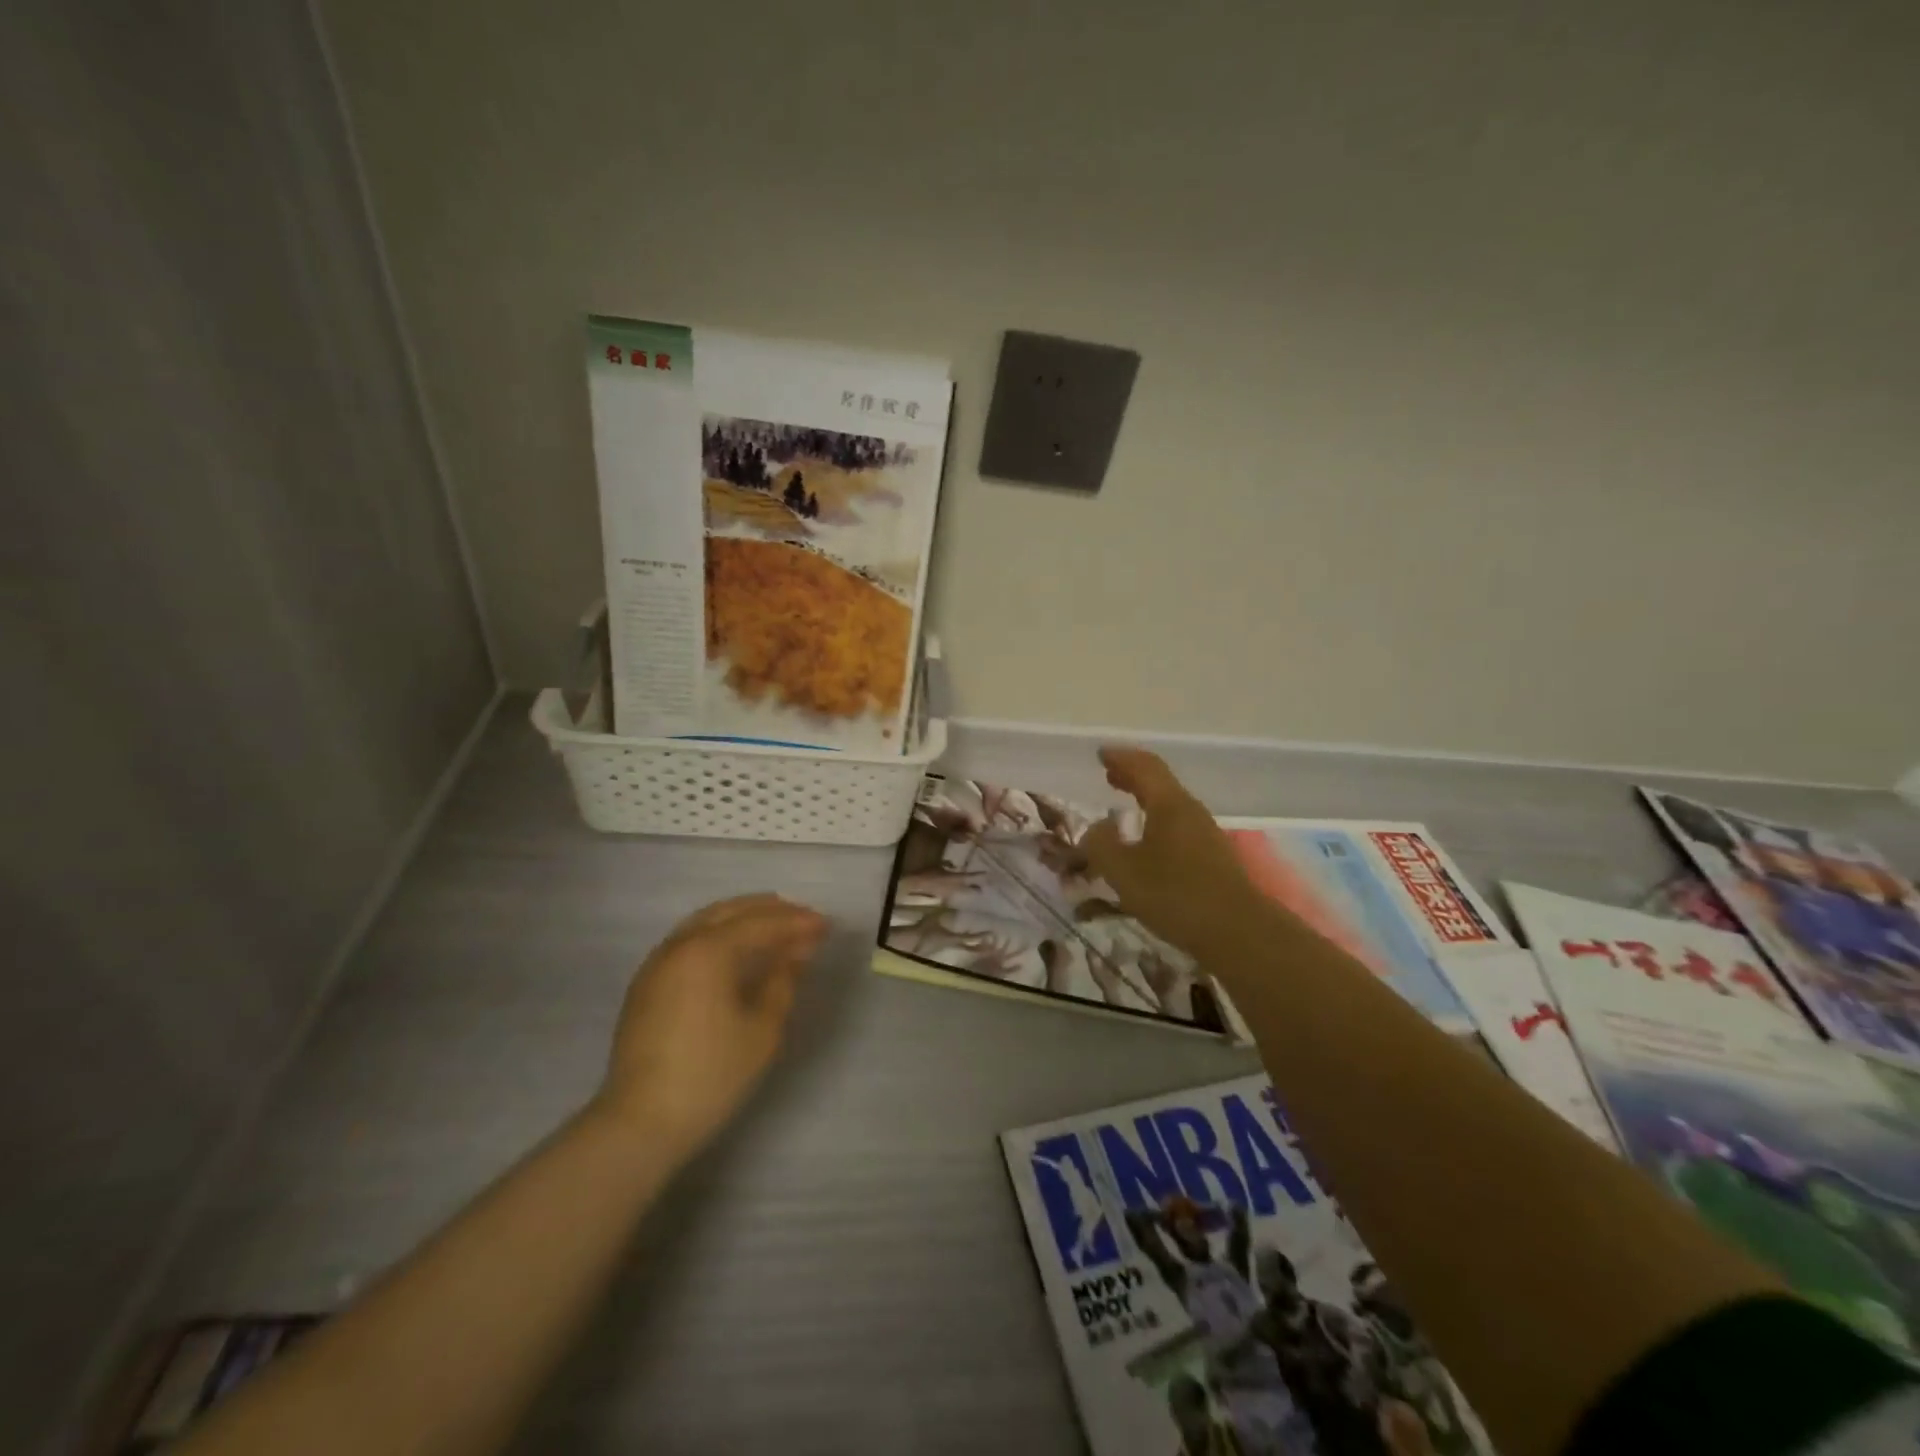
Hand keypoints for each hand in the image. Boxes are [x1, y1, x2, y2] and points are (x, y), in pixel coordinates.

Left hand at [595, 894, 827, 1164]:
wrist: (641, 1123)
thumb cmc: (711, 1075)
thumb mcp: (762, 1030)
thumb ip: (783, 981)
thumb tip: (796, 952)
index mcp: (708, 951)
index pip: (761, 923)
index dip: (796, 922)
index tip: (826, 925)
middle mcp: (680, 945)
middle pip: (730, 911)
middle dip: (769, 911)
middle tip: (803, 918)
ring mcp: (657, 963)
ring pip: (705, 921)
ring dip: (742, 918)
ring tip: (773, 926)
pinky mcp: (646, 984)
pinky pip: (689, 940)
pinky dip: (718, 933)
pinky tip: (735, 949)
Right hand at [1080, 746, 1266, 958]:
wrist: (1238, 932)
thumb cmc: (1175, 895)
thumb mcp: (1123, 871)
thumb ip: (1101, 844)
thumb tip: (1097, 828)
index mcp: (1169, 804)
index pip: (1144, 767)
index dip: (1121, 758)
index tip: (1101, 753)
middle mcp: (1190, 812)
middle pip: (1160, 783)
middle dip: (1133, 776)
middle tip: (1110, 774)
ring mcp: (1205, 835)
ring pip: (1169, 806)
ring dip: (1145, 800)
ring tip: (1123, 807)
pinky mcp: (1212, 859)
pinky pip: (1176, 827)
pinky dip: (1155, 822)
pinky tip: (1146, 842)